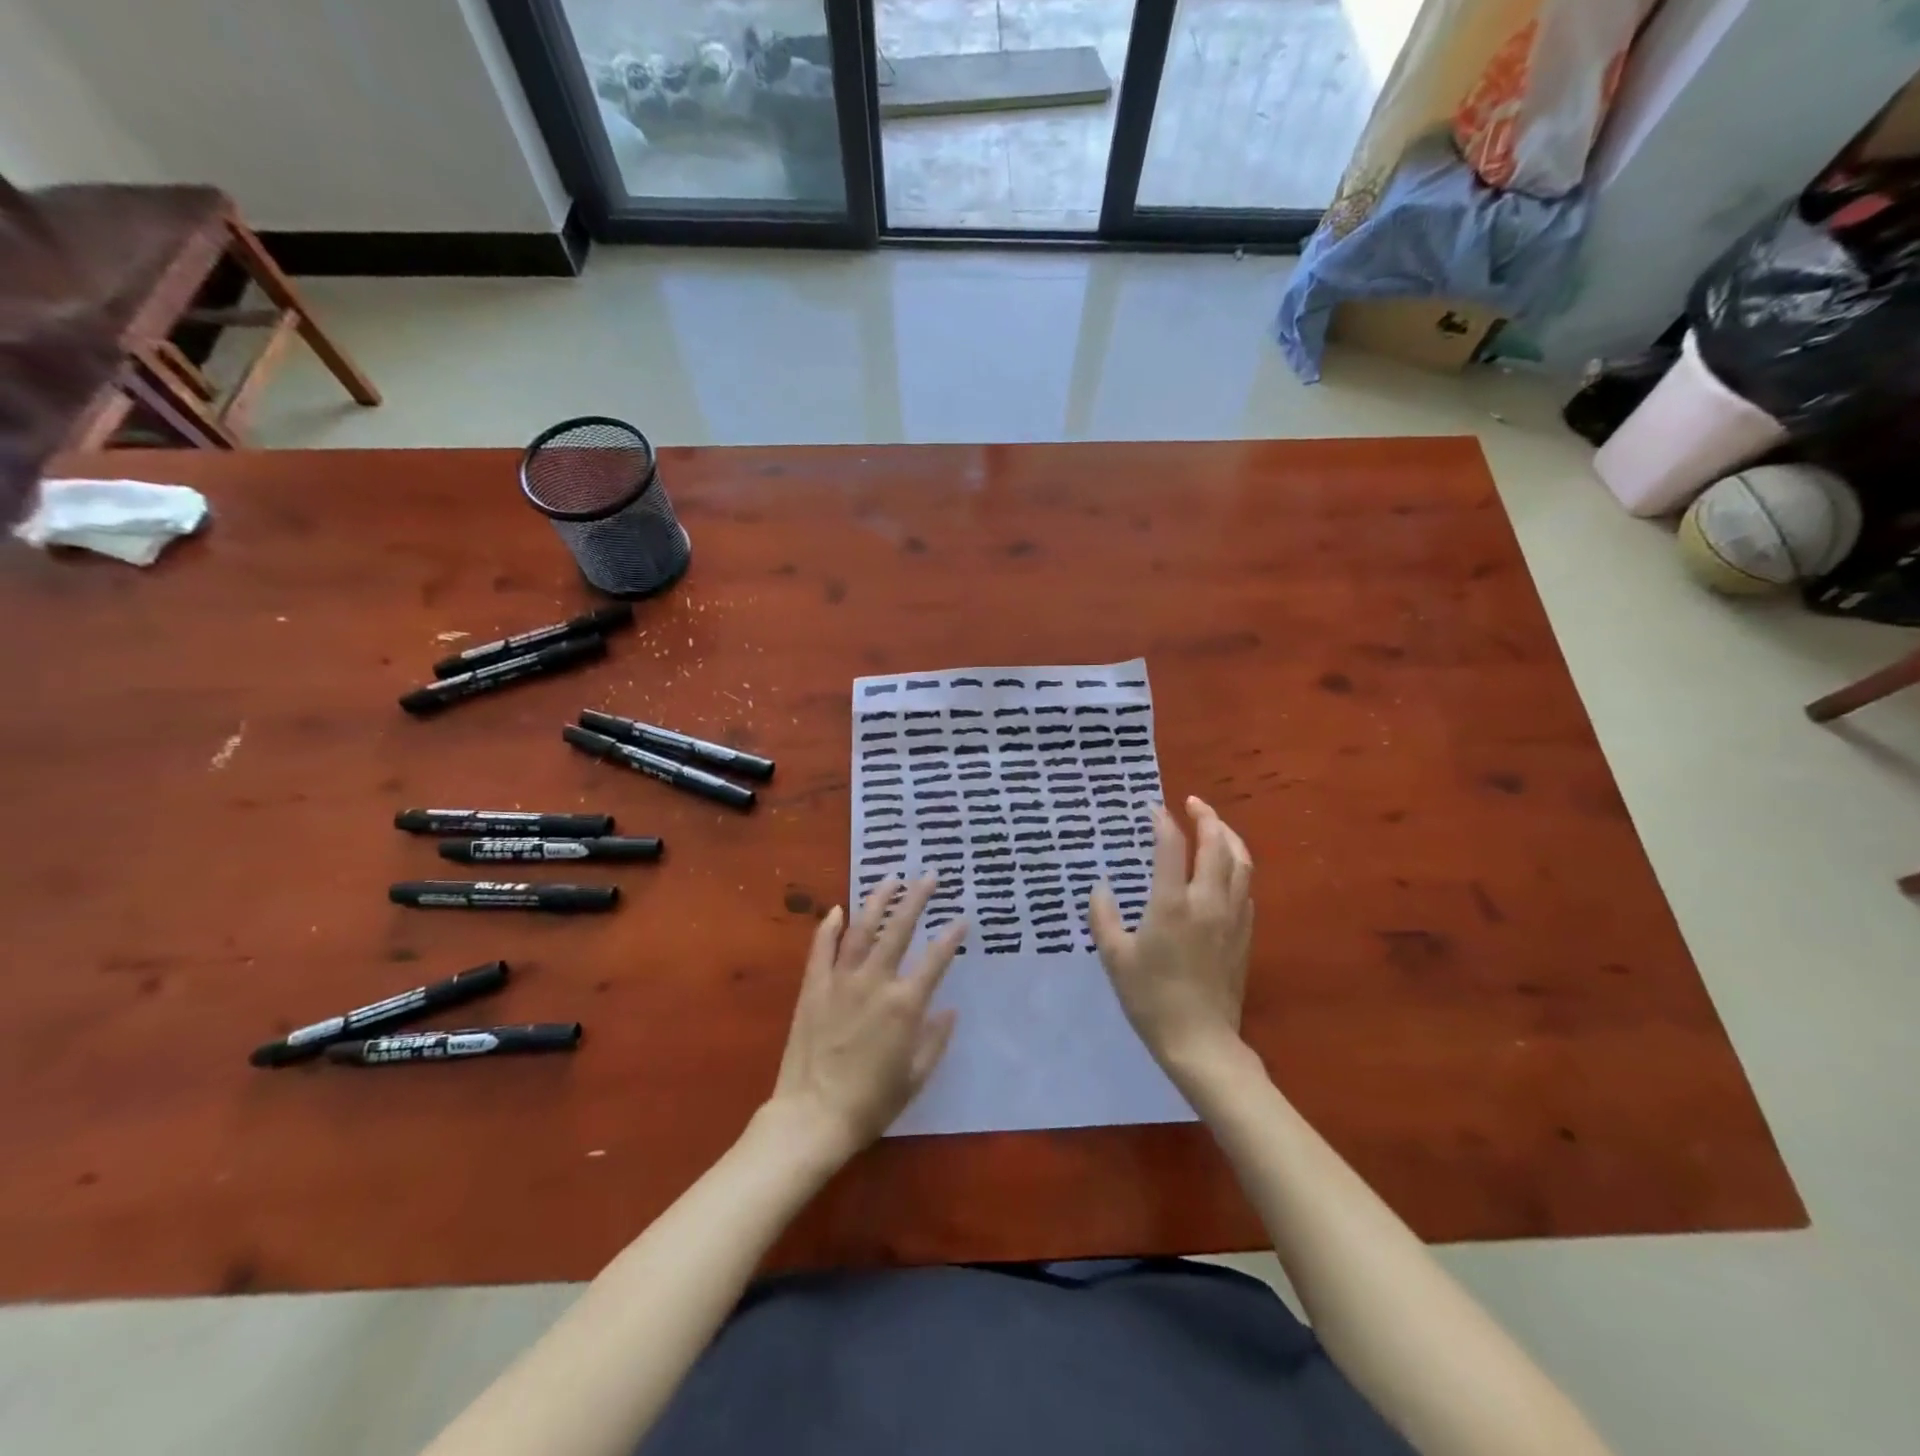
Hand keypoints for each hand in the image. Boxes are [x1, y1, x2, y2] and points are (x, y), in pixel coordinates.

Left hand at [768, 875, 966, 1159]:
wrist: (812, 1117)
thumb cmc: (871, 1103)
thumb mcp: (915, 1077)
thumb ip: (935, 1040)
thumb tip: (950, 1010)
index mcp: (905, 1005)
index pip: (935, 960)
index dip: (951, 937)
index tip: (962, 919)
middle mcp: (875, 982)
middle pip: (899, 930)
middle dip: (917, 899)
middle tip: (930, 876)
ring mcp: (840, 981)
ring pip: (861, 929)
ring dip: (877, 901)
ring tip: (890, 879)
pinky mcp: (813, 987)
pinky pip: (821, 948)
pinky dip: (829, 926)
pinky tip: (837, 909)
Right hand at [1089, 796, 1253, 1074]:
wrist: (1200, 1040)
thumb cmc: (1150, 998)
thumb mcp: (1115, 957)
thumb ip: (1104, 917)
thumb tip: (1100, 888)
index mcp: (1172, 904)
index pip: (1172, 846)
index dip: (1163, 822)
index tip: (1154, 809)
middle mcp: (1207, 901)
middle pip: (1216, 844)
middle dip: (1207, 817)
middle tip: (1193, 803)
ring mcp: (1231, 917)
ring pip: (1241, 862)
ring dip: (1229, 836)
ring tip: (1216, 826)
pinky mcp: (1245, 933)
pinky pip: (1246, 888)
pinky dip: (1237, 867)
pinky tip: (1226, 871)